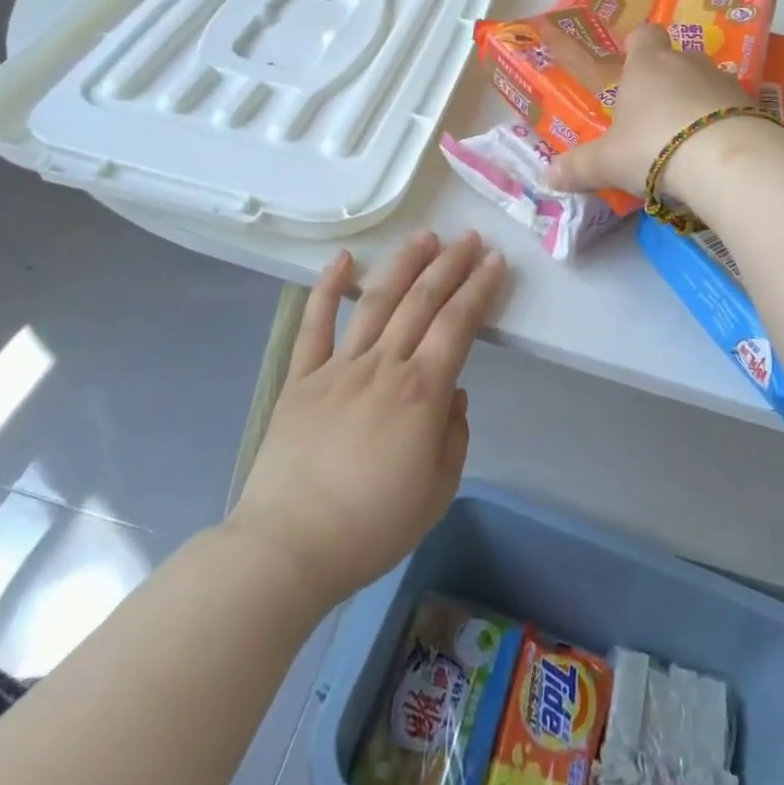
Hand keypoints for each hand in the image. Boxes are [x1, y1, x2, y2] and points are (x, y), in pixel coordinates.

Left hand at [230, 231, 507, 610]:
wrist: (288, 548)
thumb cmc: (372, 525)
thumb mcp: (438, 489)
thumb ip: (454, 435)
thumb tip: (451, 394)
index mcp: (422, 390)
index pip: (459, 323)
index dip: (480, 288)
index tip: (495, 262)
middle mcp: (384, 365)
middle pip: (423, 300)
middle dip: (451, 264)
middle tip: (470, 239)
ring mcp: (339, 367)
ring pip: (376, 300)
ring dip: (404, 263)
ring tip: (424, 237)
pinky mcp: (302, 378)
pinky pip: (315, 324)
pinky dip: (327, 288)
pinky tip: (342, 260)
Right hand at [544, 23, 752, 196]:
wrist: (726, 159)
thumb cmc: (653, 146)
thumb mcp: (607, 162)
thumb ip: (578, 167)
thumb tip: (546, 175)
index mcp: (647, 65)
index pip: (643, 35)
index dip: (637, 45)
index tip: (631, 61)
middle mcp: (687, 63)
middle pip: (675, 60)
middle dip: (665, 82)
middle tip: (652, 116)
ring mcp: (724, 82)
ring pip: (706, 83)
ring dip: (696, 103)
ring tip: (685, 139)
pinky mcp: (752, 106)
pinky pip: (731, 109)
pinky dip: (722, 123)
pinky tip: (713, 152)